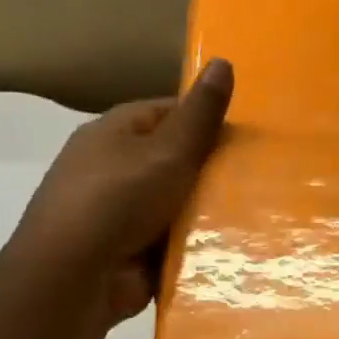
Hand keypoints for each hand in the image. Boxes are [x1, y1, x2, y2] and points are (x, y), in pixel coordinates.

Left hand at [10, 58, 233, 330]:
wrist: (75, 277)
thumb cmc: (119, 199)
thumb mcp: (169, 150)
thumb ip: (200, 114)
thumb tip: (223, 61)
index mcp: (115, 133)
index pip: (168, 113)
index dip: (207, 120)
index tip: (248, 137)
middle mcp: (114, 168)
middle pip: (175, 161)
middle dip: (213, 171)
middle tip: (262, 177)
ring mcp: (121, 214)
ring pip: (177, 205)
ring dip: (207, 213)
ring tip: (258, 213)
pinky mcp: (131, 253)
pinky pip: (173, 242)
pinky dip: (195, 245)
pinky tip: (233, 248)